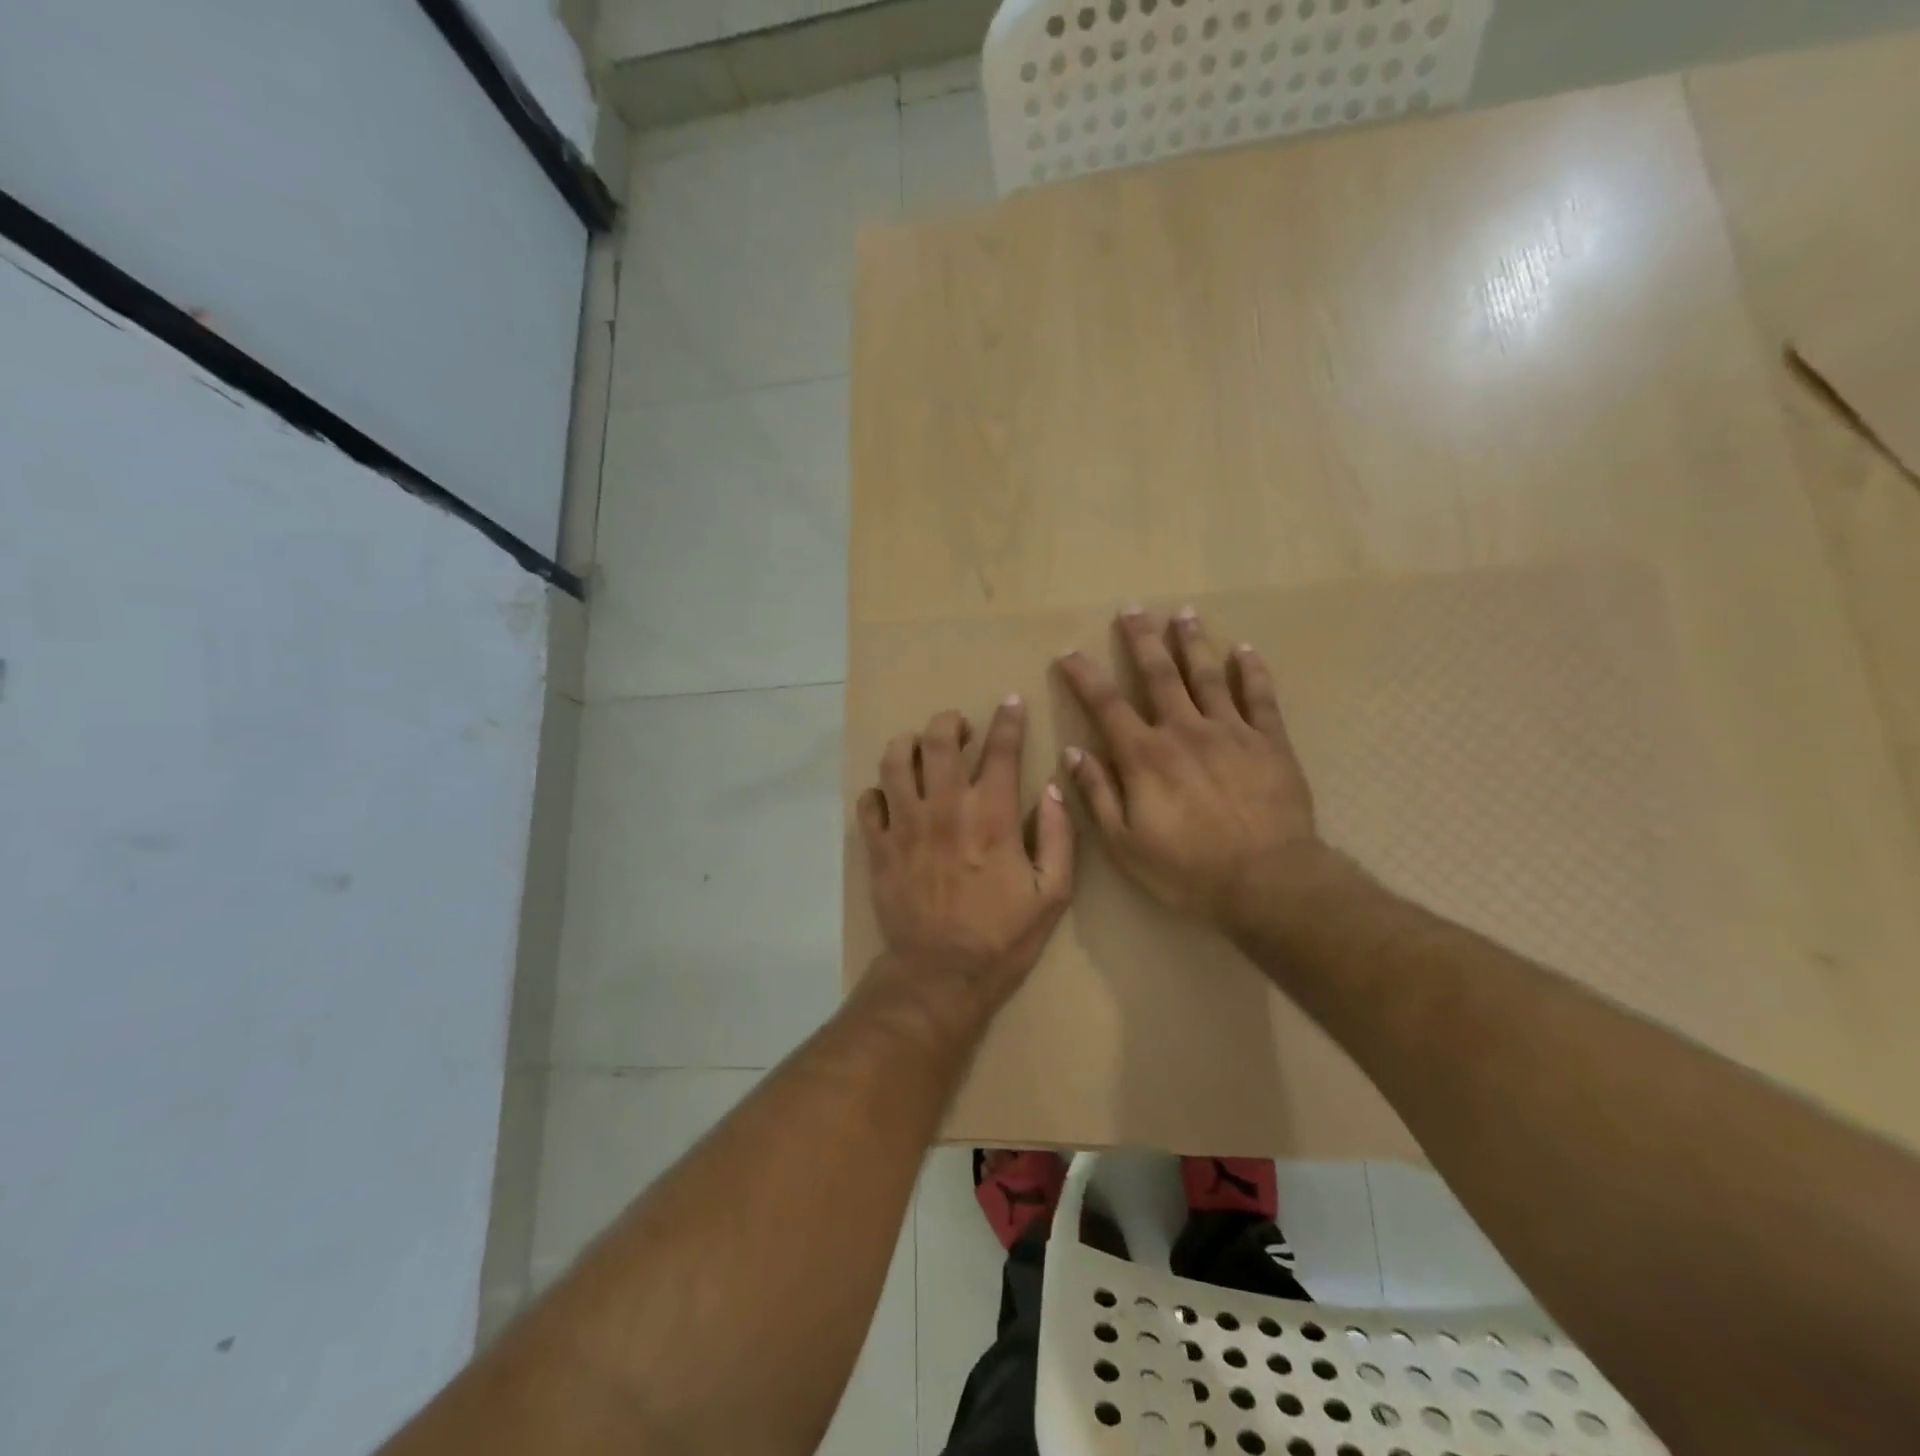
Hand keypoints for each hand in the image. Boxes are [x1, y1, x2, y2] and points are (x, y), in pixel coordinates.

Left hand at [857, 698, 1074, 1012]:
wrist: (940, 976)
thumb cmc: (1002, 937)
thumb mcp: (1052, 894)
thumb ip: (1059, 836)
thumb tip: (1054, 788)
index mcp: (993, 816)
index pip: (1002, 749)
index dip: (1009, 719)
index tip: (1010, 702)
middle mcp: (946, 808)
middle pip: (939, 739)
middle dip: (950, 722)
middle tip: (960, 729)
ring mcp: (906, 825)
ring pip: (895, 760)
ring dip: (908, 744)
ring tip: (920, 750)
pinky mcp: (878, 846)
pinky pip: (868, 801)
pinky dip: (878, 792)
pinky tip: (891, 799)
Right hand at [1056, 607, 1321, 927]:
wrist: (1267, 882)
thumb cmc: (1187, 870)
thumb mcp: (1124, 844)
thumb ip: (1097, 794)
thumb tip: (1073, 752)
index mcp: (1145, 756)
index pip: (1106, 705)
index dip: (1084, 676)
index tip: (1069, 652)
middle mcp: (1184, 731)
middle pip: (1159, 675)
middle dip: (1142, 640)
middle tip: (1132, 609)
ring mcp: (1231, 732)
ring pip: (1207, 675)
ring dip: (1192, 643)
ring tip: (1183, 613)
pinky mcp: (1270, 742)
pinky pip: (1260, 698)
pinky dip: (1251, 671)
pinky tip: (1245, 651)